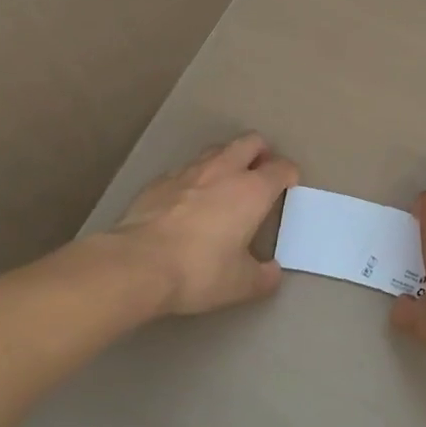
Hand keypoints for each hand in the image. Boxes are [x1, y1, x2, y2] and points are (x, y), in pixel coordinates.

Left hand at [105, 133, 297, 315]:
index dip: (289, 175)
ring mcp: (188, 171)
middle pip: (250, 141)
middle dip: (261, 151)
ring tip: (225, 183)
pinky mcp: (159, 181)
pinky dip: (194, 178)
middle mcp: (224, 171)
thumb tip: (272, 273)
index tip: (289, 186)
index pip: (281, 168)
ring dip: (227, 159)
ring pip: (216, 150)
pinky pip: (184, 169)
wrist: (136, 264)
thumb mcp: (240, 285)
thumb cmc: (199, 271)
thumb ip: (263, 276)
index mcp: (252, 191)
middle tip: (261, 172)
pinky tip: (187, 200)